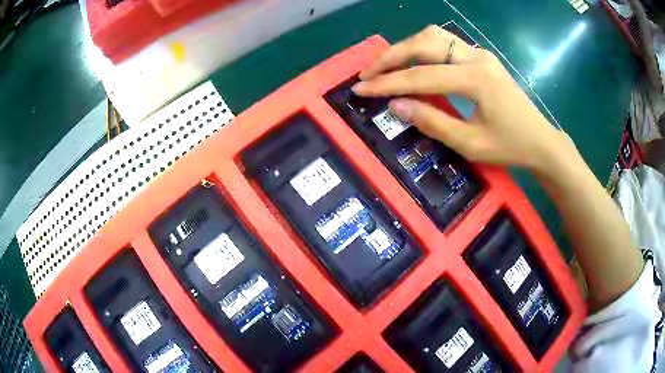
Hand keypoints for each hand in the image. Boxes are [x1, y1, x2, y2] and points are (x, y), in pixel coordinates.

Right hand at [353, 25, 570, 173]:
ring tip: (388, 65)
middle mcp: (476, 57)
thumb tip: (396, 105)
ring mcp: (480, 54)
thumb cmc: (510, 147)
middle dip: (391, 57)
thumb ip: (432, 122)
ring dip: (407, 47)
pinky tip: (416, 61)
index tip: (361, 88)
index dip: (388, 83)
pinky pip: (447, 43)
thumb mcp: (470, 144)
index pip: (421, 76)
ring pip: (434, 36)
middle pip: (423, 43)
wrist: (541, 141)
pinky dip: (424, 48)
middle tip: (369, 73)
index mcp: (475, 79)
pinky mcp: (482, 57)